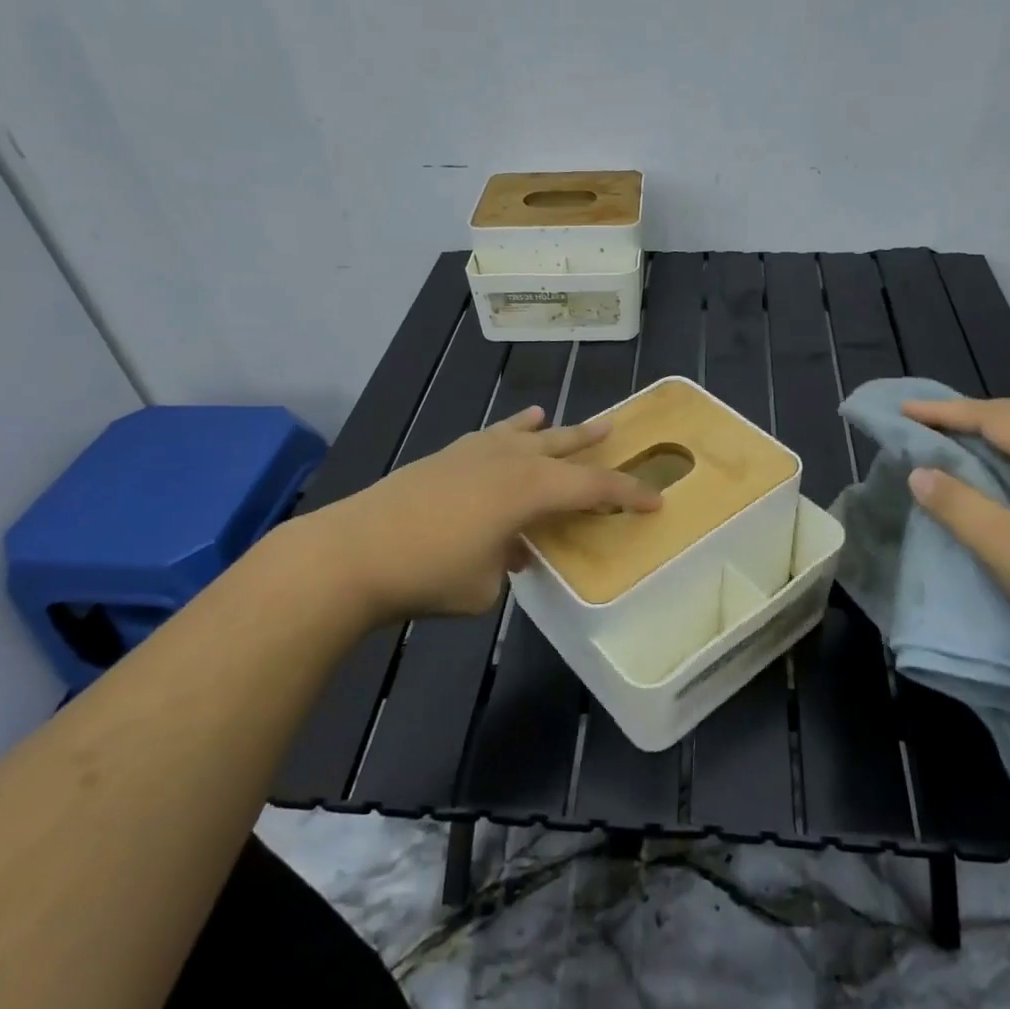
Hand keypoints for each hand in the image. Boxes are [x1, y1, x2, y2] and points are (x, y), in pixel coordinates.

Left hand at [312, 406, 661, 618]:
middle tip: (617, 430)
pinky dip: (510, 431)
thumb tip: (510, 549)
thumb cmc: (430, 574)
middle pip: (564, 446)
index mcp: (531, 490)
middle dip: (593, 441)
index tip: (655, 501)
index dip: (629, 494)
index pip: (594, 487)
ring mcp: (475, 452)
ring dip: (553, 430)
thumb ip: (509, 563)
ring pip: (526, 433)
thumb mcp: (487, 586)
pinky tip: (513, 429)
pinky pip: (492, 436)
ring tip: (566, 422)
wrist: (353, 551)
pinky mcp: (446, 456)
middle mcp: (510, 460)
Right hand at [900, 397, 1009, 674]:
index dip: (949, 412)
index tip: (906, 410)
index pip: (998, 417)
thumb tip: (918, 472)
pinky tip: (997, 467)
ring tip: (955, 437)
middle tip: (929, 420)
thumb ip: (959, 506)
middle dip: (972, 413)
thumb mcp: (1008, 548)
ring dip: (993, 429)